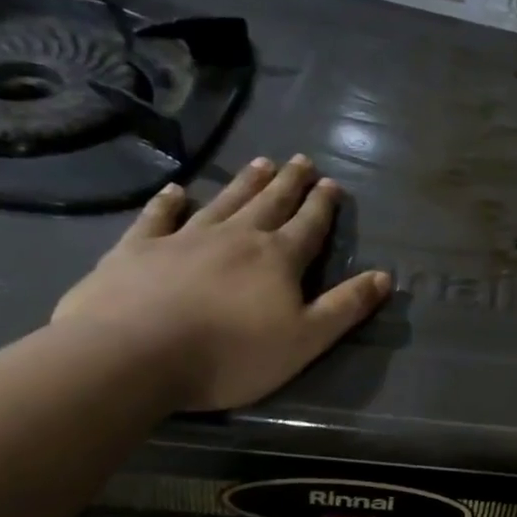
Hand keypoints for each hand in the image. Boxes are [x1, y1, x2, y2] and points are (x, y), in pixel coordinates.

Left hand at [52, 155, 391, 410]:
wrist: (131, 356)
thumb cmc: (231, 353)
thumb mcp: (306, 339)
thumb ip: (346, 306)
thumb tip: (386, 276)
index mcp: (278, 259)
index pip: (309, 225)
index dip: (322, 205)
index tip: (331, 183)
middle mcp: (236, 238)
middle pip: (269, 203)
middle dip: (289, 183)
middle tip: (301, 160)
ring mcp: (183, 239)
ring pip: (223, 202)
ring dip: (244, 183)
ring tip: (260, 163)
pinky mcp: (136, 250)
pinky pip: (157, 218)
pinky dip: (168, 202)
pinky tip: (175, 191)